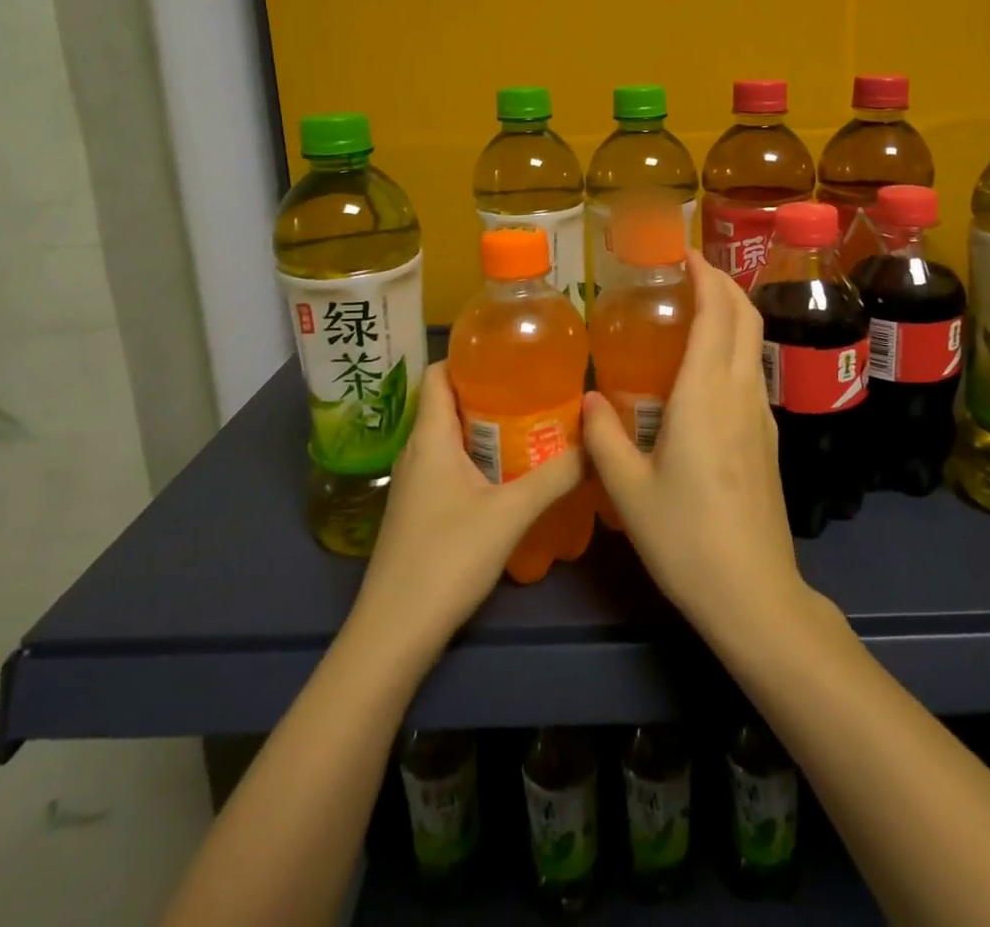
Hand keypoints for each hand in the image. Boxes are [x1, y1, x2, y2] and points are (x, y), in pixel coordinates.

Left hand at [352, 363, 584, 663]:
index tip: (512, 356)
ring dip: (487, 428)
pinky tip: (511, 474)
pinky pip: (450, 465)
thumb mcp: (510, 513)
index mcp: (430, 437)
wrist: (394, 632)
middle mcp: (417, 451)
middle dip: (491, 392)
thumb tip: (595, 444)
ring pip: (451, 437)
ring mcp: (415, 483)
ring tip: (533, 426)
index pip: (437, 374)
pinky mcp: (419, 510)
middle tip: (537, 391)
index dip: (469, 357)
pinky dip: (479, 458)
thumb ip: (556, 476)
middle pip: (449, 403)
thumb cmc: (447, 558)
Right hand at [582, 251, 810, 644]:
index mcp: (706, 394)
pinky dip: (732, 346)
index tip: (681, 252)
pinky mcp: (768, 438)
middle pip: (745, 315)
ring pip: (753, 342)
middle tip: (685, 271)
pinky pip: (751, 371)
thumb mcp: (628, 489)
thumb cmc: (685, 538)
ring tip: (690, 311)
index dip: (704, 273)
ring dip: (730, 313)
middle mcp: (740, 392)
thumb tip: (587, 398)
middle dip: (721, 281)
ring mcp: (761, 415)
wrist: (754, 594)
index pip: (716, 312)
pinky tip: (701, 370)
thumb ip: (602, 436)